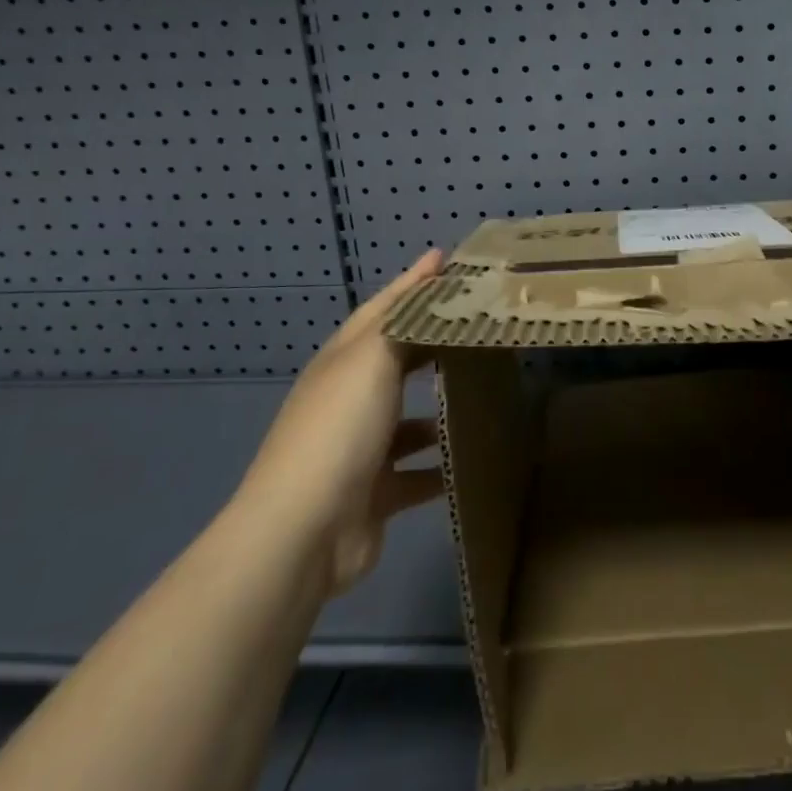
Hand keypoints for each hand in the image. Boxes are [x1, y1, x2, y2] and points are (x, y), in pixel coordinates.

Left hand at [234, 250, 445, 597]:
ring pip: (409, 421)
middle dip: (432, 342)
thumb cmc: (340, 428)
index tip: (447, 259)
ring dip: (440, 410)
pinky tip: (474, 457)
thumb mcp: (370, 359)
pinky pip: (418, 474)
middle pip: (396, 361)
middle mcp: (348, 400)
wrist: (304, 531)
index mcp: (342, 362)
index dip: (412, 283)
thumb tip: (429, 280)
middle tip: (479, 325)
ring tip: (487, 393)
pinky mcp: (376, 493)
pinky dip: (442, 466)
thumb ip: (403, 322)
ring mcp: (360, 449)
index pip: (382, 308)